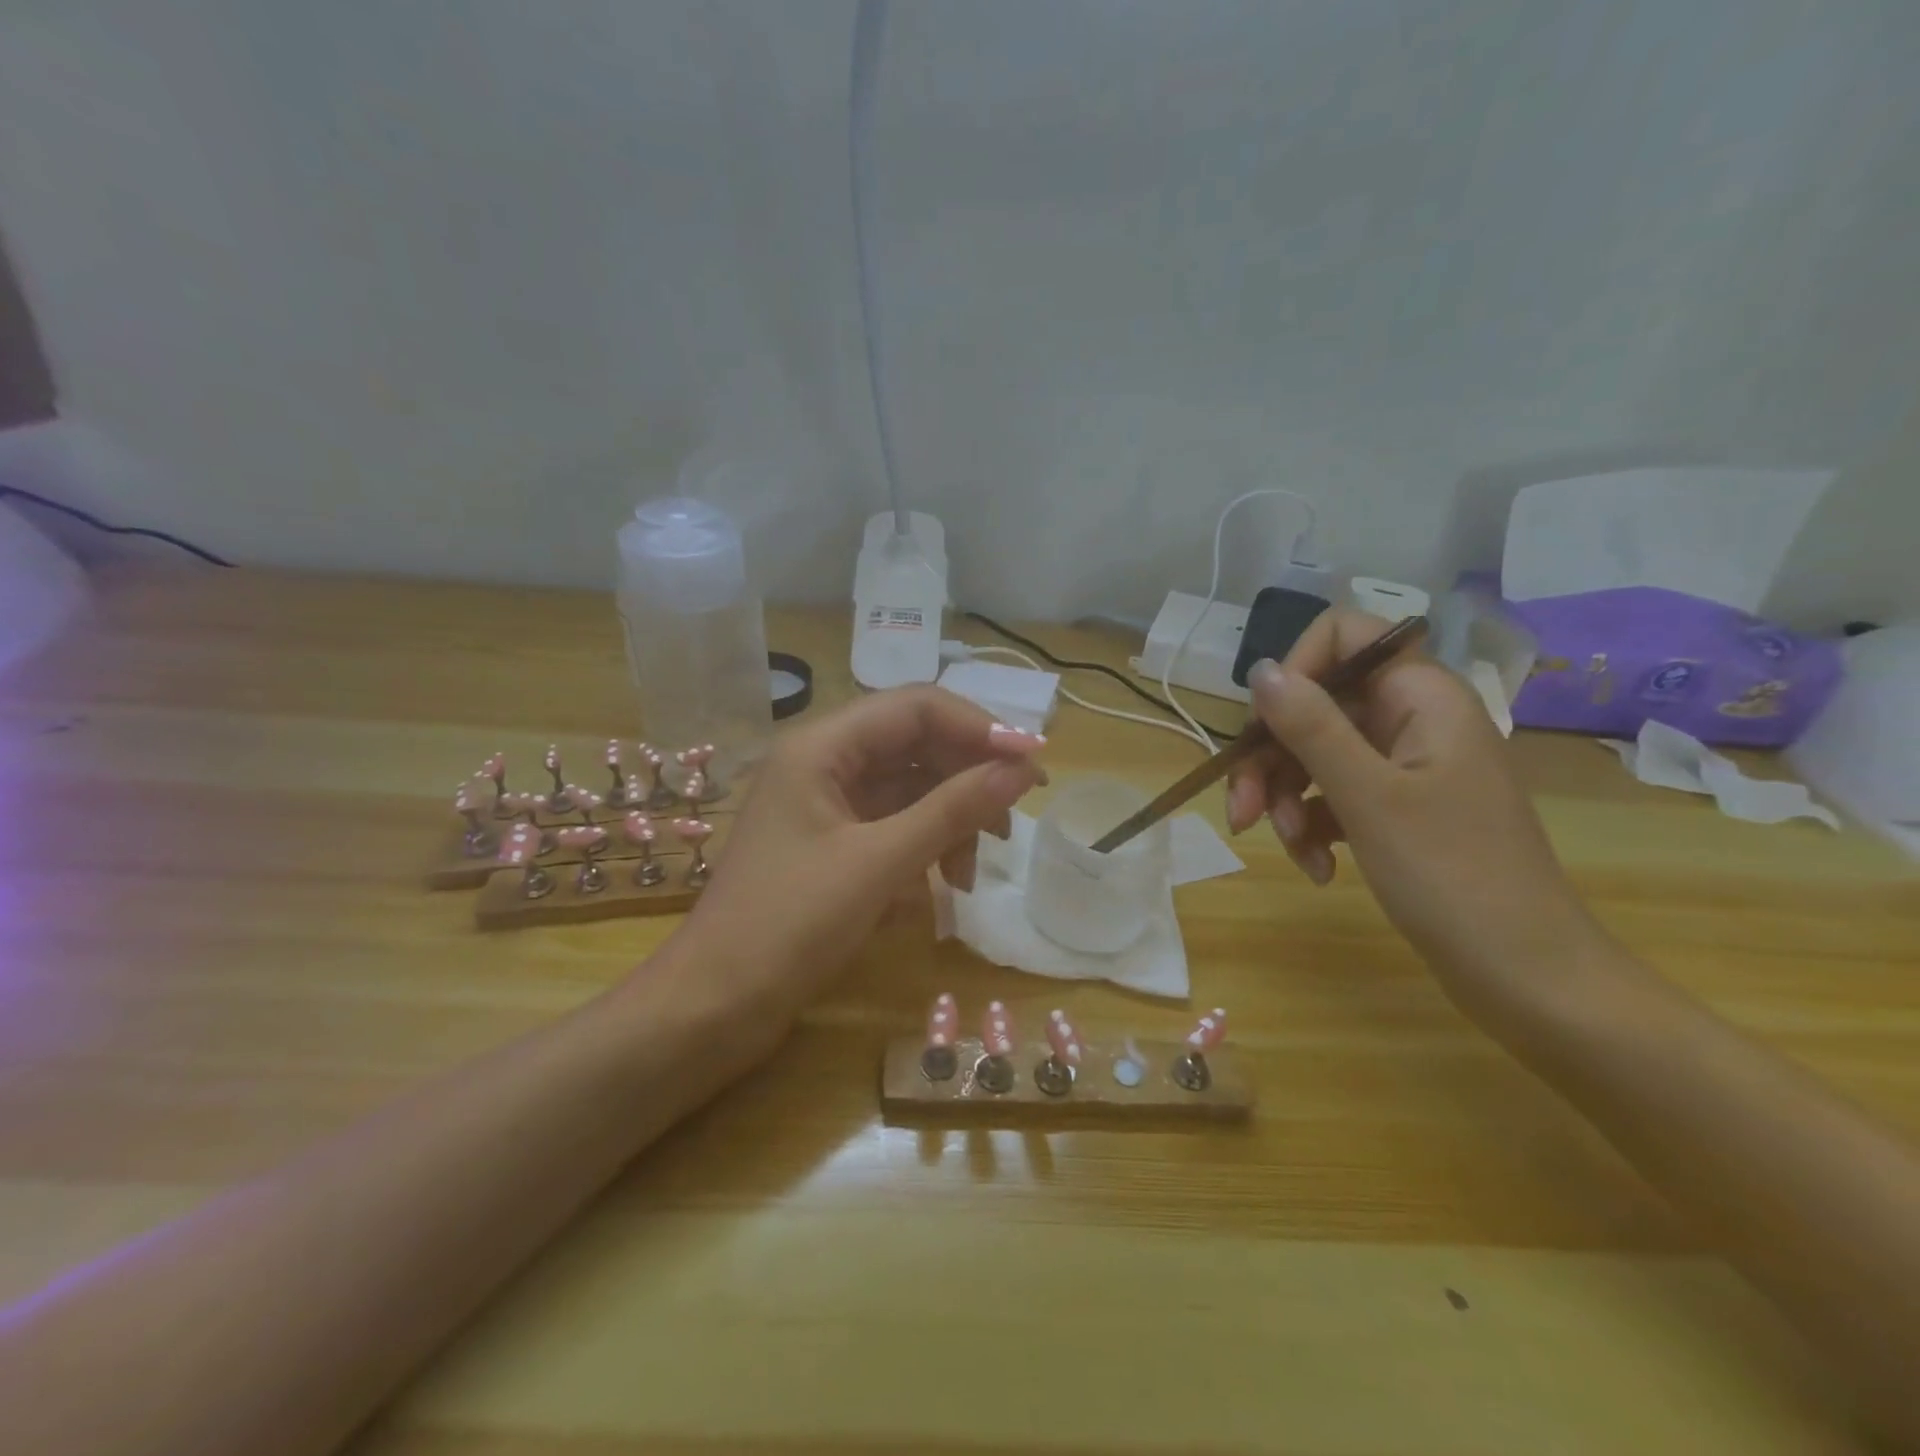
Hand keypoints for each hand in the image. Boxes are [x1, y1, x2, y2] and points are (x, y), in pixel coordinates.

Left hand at [681, 687, 1045, 1016]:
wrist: (714, 1006)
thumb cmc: (789, 925)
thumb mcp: (880, 863)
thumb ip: (954, 810)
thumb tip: (1022, 770)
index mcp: (822, 745)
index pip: (917, 707)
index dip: (980, 728)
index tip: (1032, 765)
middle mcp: (824, 761)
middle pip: (916, 744)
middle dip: (968, 778)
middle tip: (1013, 821)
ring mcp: (827, 803)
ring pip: (909, 788)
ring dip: (950, 820)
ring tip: (972, 874)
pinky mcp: (832, 842)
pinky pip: (893, 825)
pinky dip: (924, 847)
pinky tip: (941, 889)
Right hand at [1224, 608, 1598, 1003]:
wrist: (1525, 976)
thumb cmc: (1452, 876)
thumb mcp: (1368, 797)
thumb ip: (1311, 727)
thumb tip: (1261, 670)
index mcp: (1421, 697)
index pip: (1344, 636)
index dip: (1295, 670)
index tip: (1263, 727)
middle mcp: (1412, 720)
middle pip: (1316, 706)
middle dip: (1271, 758)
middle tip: (1241, 812)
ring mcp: (1405, 767)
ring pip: (1316, 755)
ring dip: (1285, 801)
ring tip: (1291, 851)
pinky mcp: (1397, 809)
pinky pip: (1333, 796)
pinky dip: (1313, 828)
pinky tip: (1317, 869)